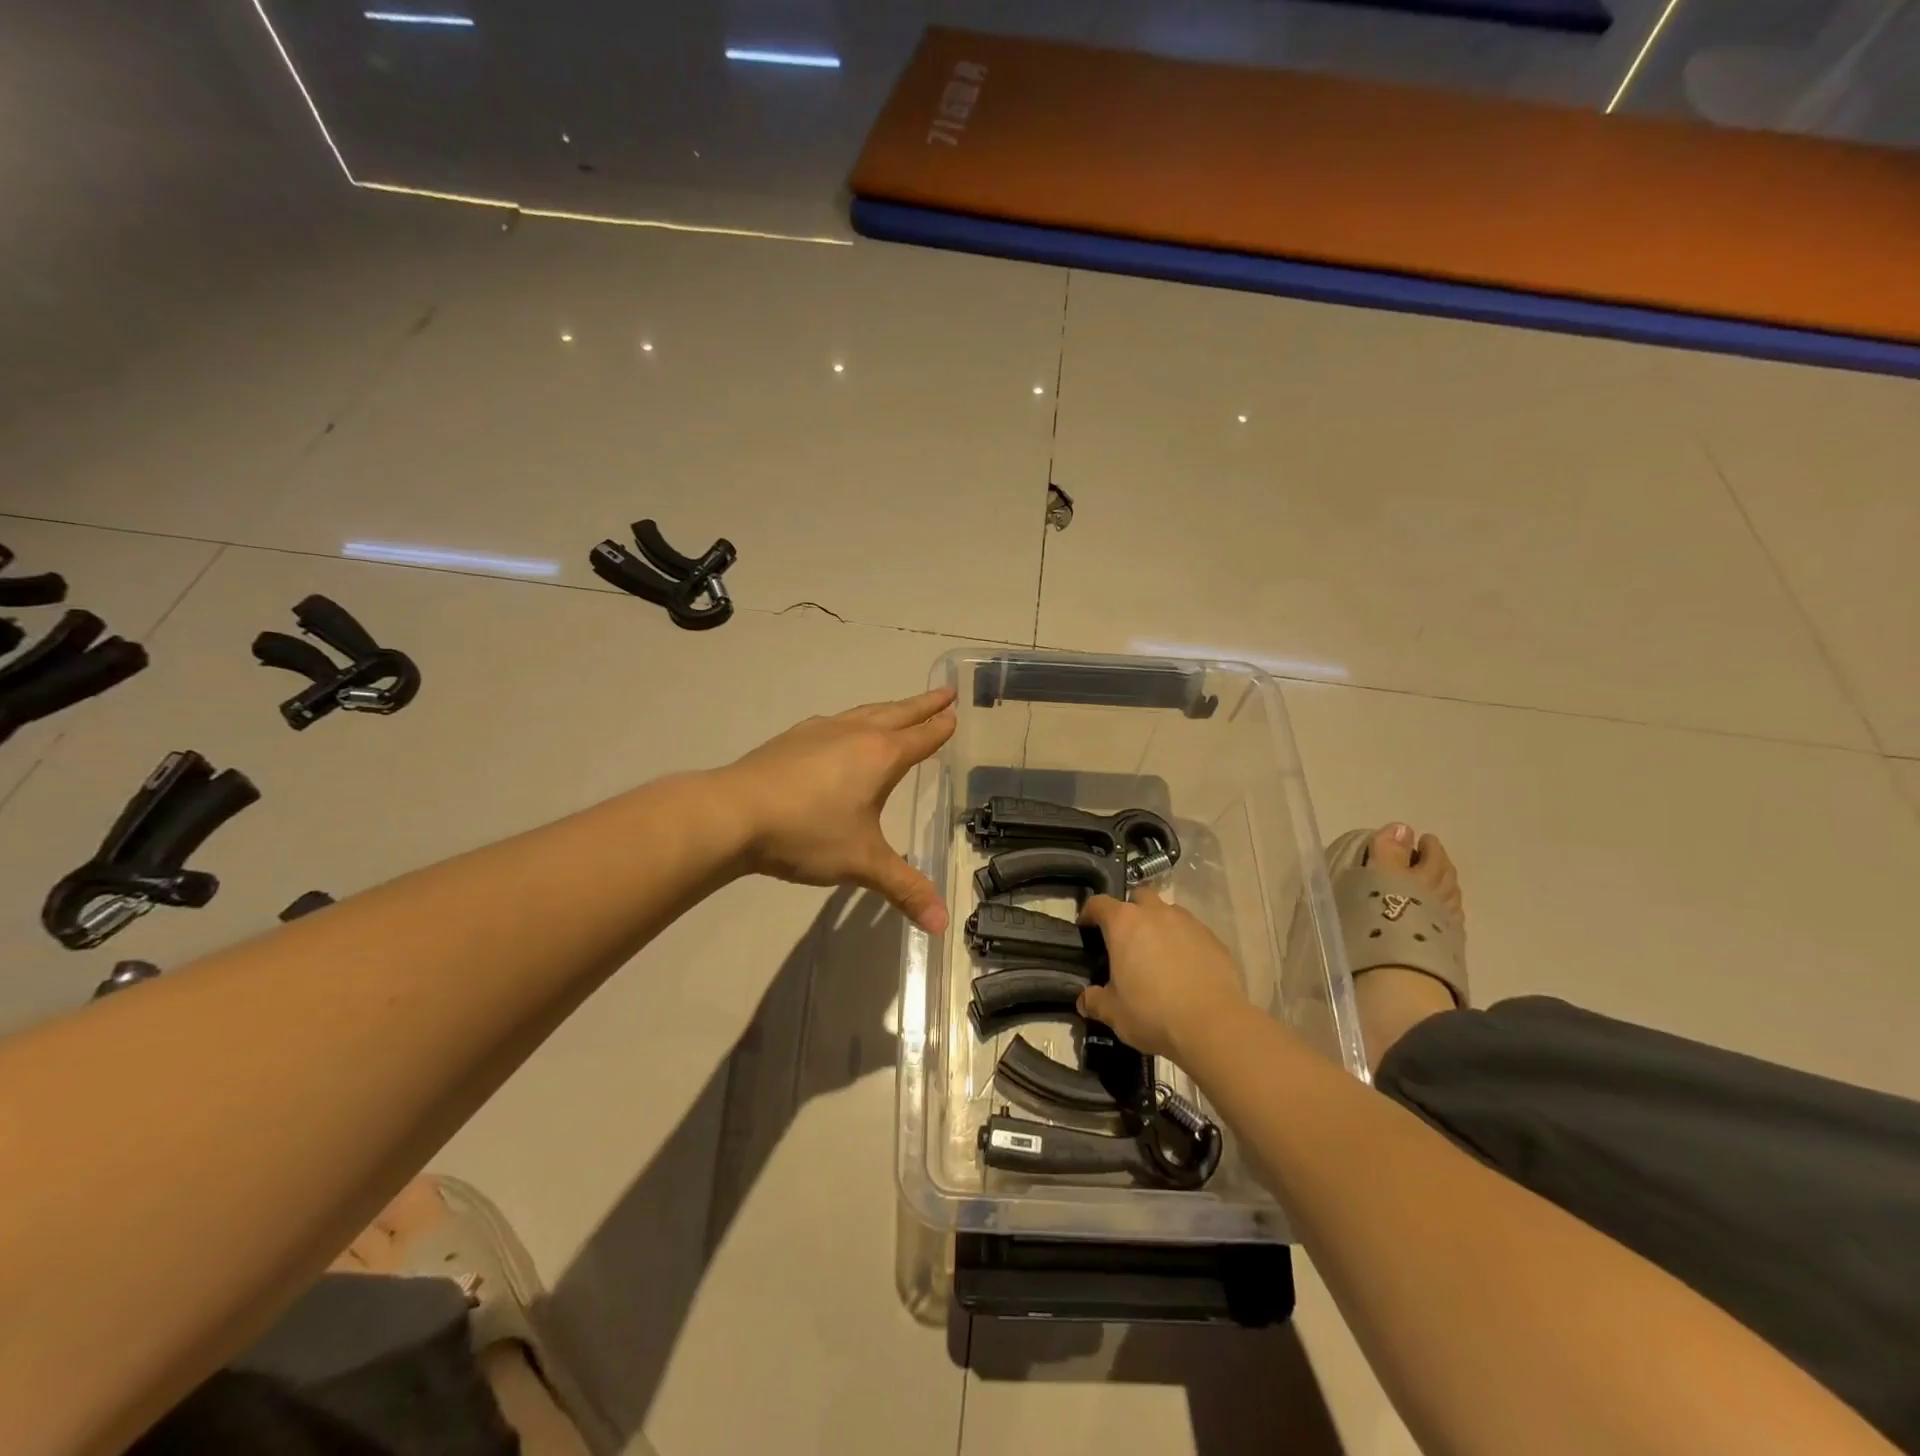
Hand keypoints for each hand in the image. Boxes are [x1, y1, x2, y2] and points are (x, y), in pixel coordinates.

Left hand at [718, 687, 956, 931]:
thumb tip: (942, 925)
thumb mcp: (862, 863)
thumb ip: (904, 889)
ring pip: (864, 712)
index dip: (940, 728)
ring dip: (889, 708)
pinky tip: (842, 731)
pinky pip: (835, 722)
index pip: (921, 738)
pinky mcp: (791, 739)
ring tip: (899, 708)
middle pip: (897, 713)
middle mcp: (854, 734)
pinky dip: (853, 720)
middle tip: (945, 692)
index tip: (955, 713)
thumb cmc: (807, 833)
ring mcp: (820, 732)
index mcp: (879, 757)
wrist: (732, 814)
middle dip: (923, 704)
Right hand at [1076, 889, 1248, 1058]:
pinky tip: (1185, 969)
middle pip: (1138, 897)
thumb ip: (1095, 1001)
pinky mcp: (1214, 939)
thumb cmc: (1153, 1013)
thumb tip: (1085, 1000)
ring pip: (1168, 912)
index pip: (1099, 904)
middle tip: (1126, 939)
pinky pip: (1192, 932)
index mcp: (1124, 924)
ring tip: (1158, 955)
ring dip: (1159, 925)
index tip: (1086, 928)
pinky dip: (1184, 943)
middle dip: (1130, 911)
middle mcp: (1156, 914)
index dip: (1089, 913)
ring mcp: (1188, 923)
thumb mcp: (1114, 1013)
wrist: (1214, 1026)